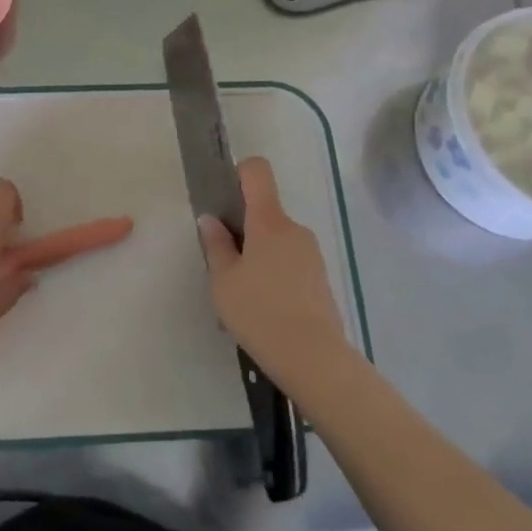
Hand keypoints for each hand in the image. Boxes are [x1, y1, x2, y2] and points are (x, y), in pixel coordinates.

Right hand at [198, 157, 350, 388]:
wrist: (313, 358)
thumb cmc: (259, 312)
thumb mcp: (223, 281)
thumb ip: (216, 246)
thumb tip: (211, 220)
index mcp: (269, 221)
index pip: (258, 172)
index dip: (238, 174)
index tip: (222, 198)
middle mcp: (294, 230)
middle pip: (264, 212)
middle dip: (242, 230)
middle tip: (222, 266)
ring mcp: (311, 254)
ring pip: (276, 241)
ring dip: (257, 256)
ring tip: (240, 296)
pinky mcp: (319, 279)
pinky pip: (289, 264)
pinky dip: (273, 275)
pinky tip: (262, 310)